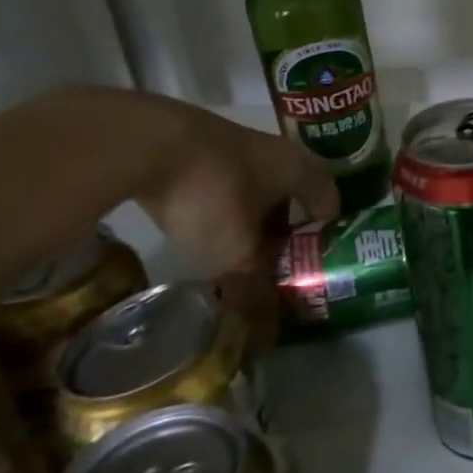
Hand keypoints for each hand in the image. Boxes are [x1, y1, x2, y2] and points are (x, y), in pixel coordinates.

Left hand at [130, 94, 340, 278]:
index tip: (319, 265)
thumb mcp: (235, 249)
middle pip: (292, 197)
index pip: (330, 201)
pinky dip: (223, 209)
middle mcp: (277, 153)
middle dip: (287, 232)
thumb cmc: (211, 193)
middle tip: (277, 266)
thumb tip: (264, 331)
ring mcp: (236, 146)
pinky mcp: (200, 149)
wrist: (143, 141)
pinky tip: (203, 230)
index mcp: (299, 169)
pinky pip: (225, 185)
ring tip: (238, 253)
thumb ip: (253, 287)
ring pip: (256, 190)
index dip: (328, 235)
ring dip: (252, 220)